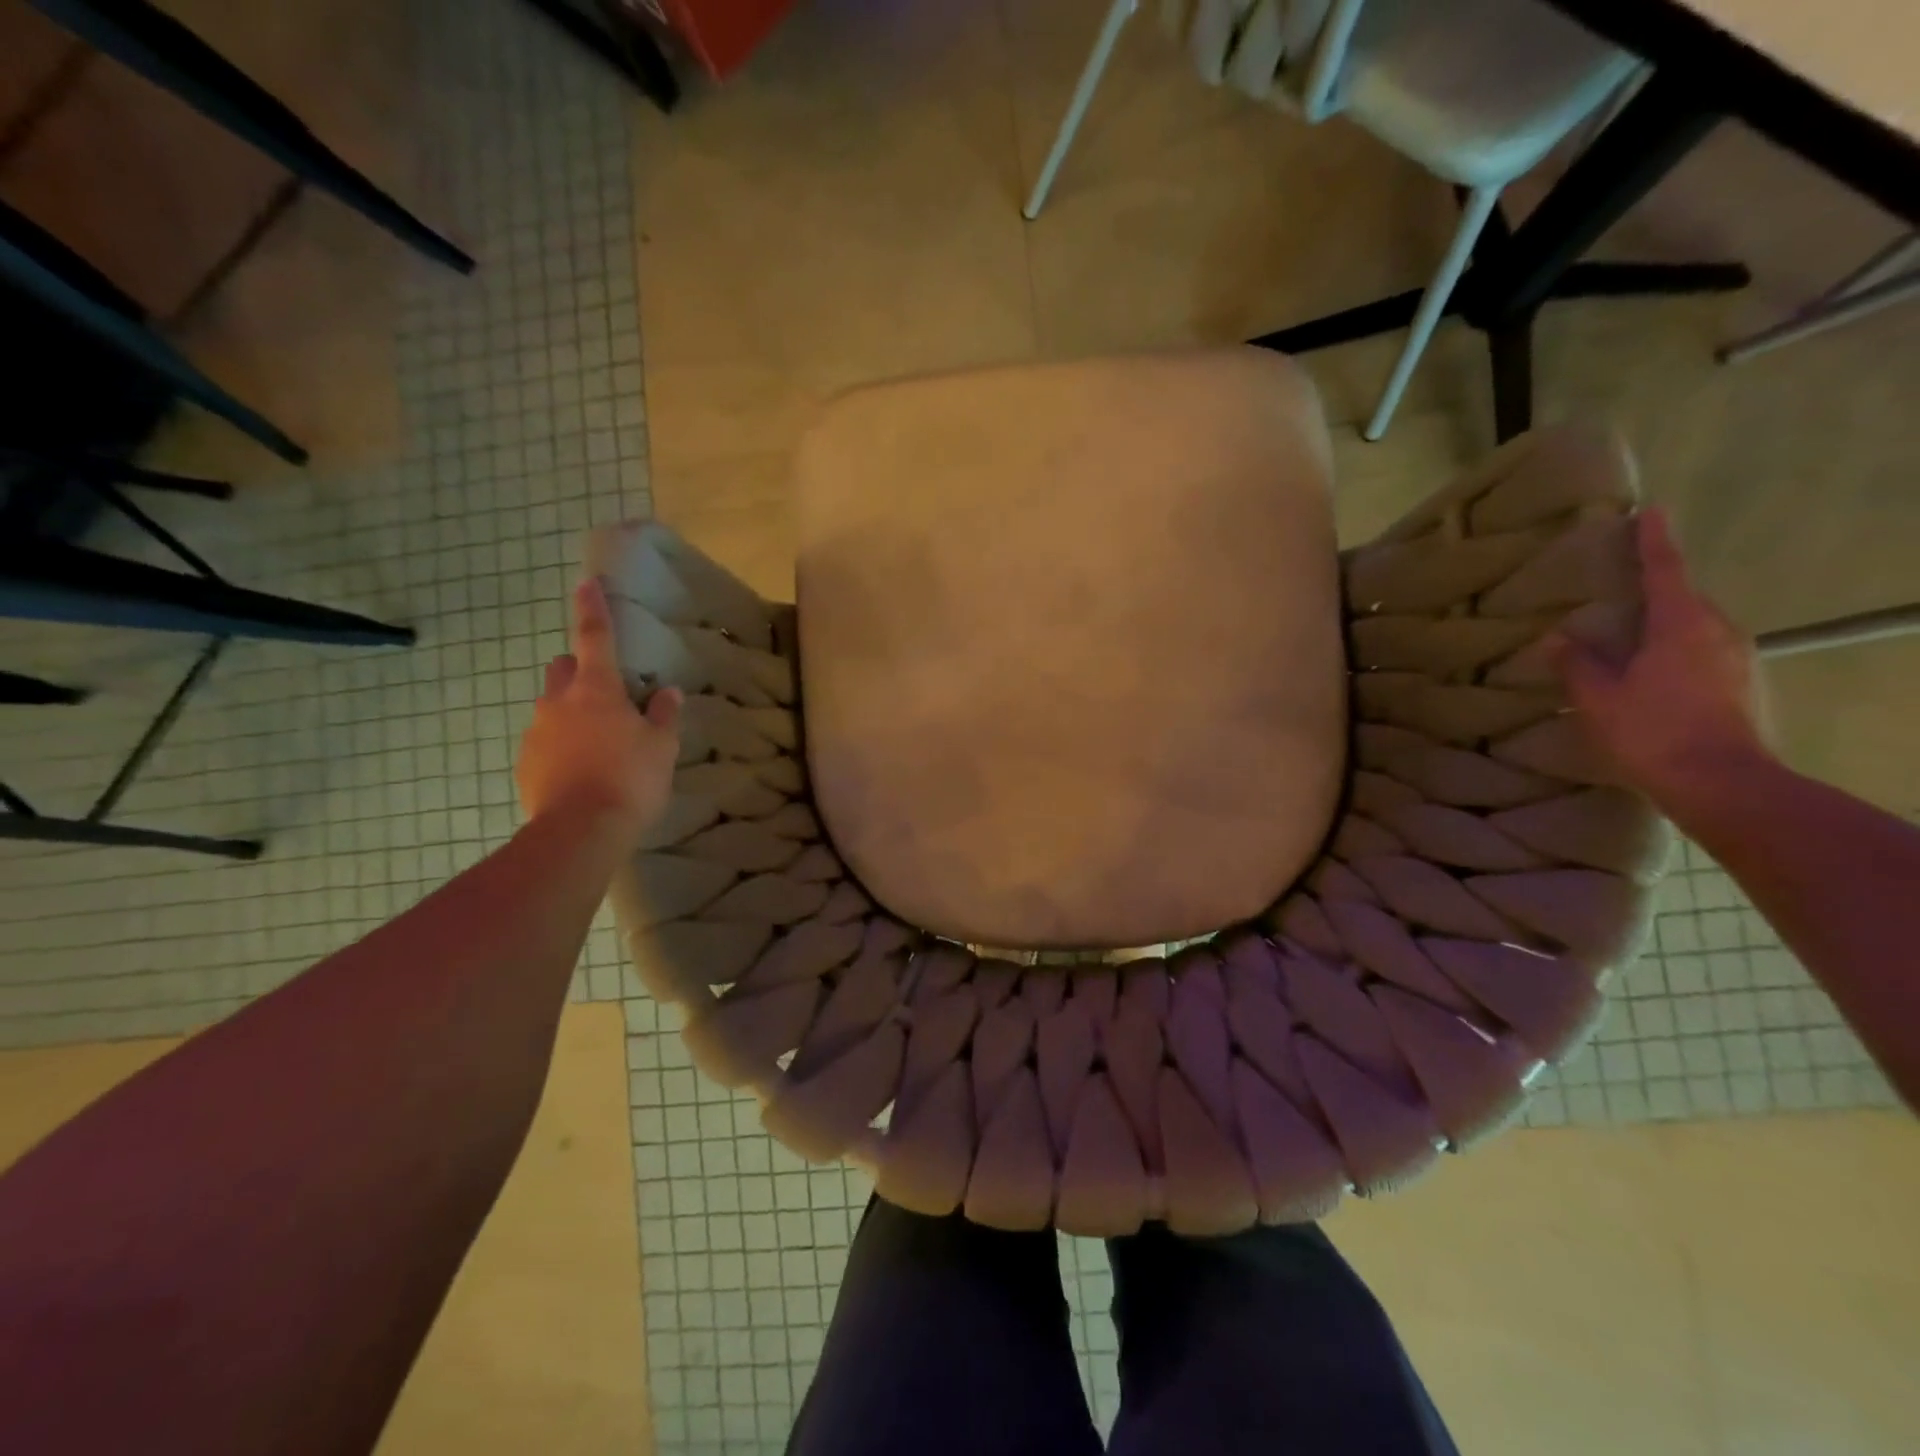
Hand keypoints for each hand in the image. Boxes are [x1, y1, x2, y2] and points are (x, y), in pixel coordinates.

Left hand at [517, 579, 680, 846]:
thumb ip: (663, 716)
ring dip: (572, 713)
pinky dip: (562, 746)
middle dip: (580, 670)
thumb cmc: (630, 779)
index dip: (592, 609)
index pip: (595, 637)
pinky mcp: (525, 763)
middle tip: (607, 694)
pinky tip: (582, 771)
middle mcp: (559, 702)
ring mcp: (537, 732)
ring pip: (552, 707)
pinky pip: (545, 741)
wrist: (579, 832)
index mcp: (596, 690)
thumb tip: (667, 692)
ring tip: (599, 744)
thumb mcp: (661, 747)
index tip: (586, 583)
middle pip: (563, 669)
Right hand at [1554, 507, 1772, 814]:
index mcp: (1681, 624)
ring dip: (1665, 625)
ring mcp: (1738, 659)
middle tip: (1621, 591)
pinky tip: (1653, 675)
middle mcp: (1718, 632)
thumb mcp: (1598, 697)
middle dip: (1655, 591)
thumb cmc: (1652, 730)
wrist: (1721, 782)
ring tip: (1631, 638)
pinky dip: (1677, 652)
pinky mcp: (1742, 685)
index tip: (1651, 511)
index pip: (1665, 570)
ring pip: (1696, 628)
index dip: (1654, 541)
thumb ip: (1577, 663)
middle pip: (1684, 599)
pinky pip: (1704, 653)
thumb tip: (1557, 638)